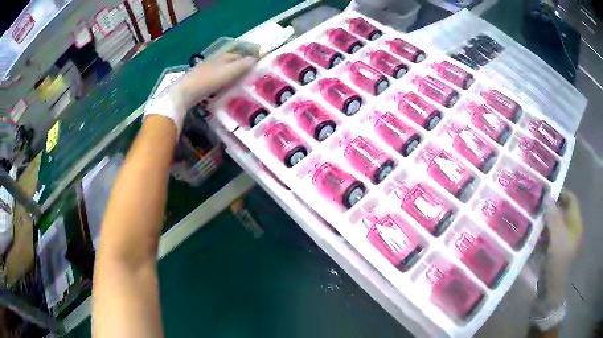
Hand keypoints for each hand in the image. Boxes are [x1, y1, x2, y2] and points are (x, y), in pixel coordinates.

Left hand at [171, 53, 256, 109]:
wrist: (185, 92)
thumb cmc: (208, 80)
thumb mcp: (229, 72)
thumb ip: (243, 65)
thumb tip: (257, 58)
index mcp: (223, 56)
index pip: (240, 54)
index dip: (249, 58)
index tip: (258, 64)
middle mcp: (215, 60)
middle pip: (231, 60)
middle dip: (240, 64)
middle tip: (250, 73)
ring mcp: (206, 69)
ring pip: (223, 68)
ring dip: (231, 72)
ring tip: (239, 81)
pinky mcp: (200, 80)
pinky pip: (216, 77)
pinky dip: (222, 79)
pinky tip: (224, 86)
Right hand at [540, 190, 582, 305]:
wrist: (549, 293)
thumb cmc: (557, 264)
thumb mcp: (557, 239)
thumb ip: (553, 217)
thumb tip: (547, 196)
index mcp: (575, 225)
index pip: (571, 200)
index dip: (562, 192)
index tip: (548, 190)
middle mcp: (570, 230)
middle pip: (561, 212)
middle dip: (549, 207)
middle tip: (536, 202)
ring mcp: (560, 242)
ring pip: (552, 225)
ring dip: (543, 220)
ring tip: (530, 216)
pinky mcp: (552, 252)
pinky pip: (546, 237)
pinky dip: (539, 234)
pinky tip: (530, 234)